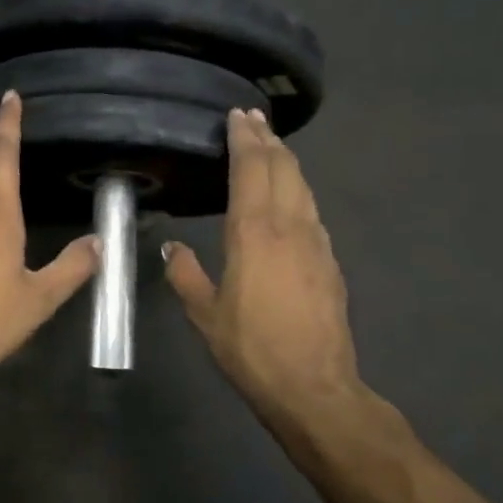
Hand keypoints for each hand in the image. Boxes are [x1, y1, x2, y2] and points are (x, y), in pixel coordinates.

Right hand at [164, 110, 406, 450]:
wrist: (314, 386)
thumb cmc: (251, 348)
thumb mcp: (204, 314)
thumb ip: (185, 274)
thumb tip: (172, 249)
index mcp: (254, 233)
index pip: (251, 169)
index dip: (245, 139)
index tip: (238, 116)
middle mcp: (289, 226)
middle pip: (283, 168)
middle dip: (268, 139)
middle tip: (254, 118)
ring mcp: (316, 242)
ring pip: (302, 186)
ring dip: (286, 161)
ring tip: (272, 146)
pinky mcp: (330, 261)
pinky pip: (311, 210)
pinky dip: (297, 189)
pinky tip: (290, 196)